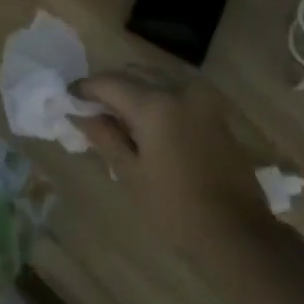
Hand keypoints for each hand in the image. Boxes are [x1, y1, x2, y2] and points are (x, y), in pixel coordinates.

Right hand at [73, 73, 275, 271]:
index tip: (67, 99)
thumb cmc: (175, 208)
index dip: (84, 88)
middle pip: (133, 73)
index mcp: (155, 104)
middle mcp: (179, 89)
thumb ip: (104, 137)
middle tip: (89, 108)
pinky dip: (155, 95)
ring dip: (133, 87)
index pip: (109, 82)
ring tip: (115, 114)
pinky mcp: (213, 109)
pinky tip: (144, 120)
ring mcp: (201, 97)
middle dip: (109, 85)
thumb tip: (81, 115)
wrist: (235, 230)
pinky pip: (175, 88)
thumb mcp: (130, 174)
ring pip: (156, 76)